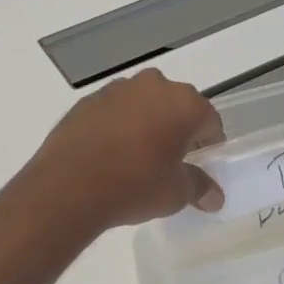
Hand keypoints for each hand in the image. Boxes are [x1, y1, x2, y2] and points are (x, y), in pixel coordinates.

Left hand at [25, 69, 225, 227]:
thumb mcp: (175, 193)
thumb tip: (214, 197)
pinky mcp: (87, 100)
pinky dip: (118, 125)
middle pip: (175, 105)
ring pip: (142, 103)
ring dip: (146, 122)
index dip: (209, 141)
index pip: (208, 119)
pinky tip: (110, 153)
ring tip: (138, 156)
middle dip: (177, 128)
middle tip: (172, 159)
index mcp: (183, 103)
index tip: (203, 162)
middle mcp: (153, 86)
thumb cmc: (135, 185)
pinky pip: (114, 110)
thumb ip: (199, 187)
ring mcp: (117, 89)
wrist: (69, 185)